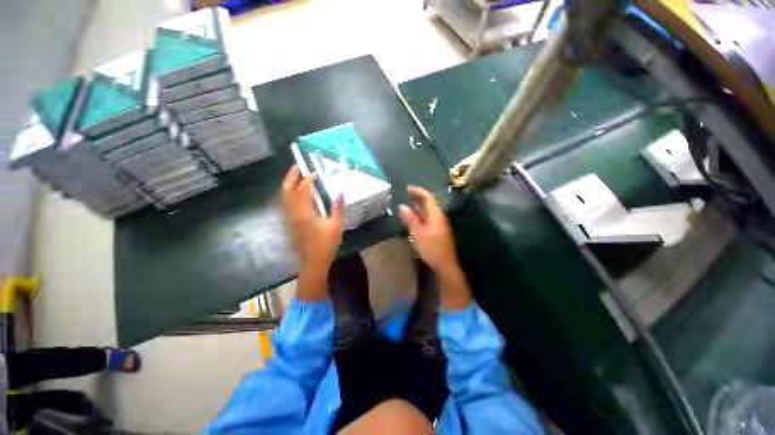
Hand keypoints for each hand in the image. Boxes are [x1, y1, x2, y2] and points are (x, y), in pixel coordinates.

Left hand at [282, 165, 343, 299]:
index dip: (307, 180)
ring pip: (284, 197)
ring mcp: (290, 218)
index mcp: (304, 213)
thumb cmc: (326, 244)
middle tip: (297, 166)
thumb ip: (337, 208)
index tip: (315, 173)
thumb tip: (341, 192)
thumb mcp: (335, 226)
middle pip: (287, 191)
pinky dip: (290, 194)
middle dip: (291, 176)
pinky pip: (287, 203)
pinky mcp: (291, 222)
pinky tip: (298, 193)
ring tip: (297, 175)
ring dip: (289, 184)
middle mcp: (293, 213)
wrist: (313, 262)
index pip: (302, 191)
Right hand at [398, 186, 457, 272]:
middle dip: (418, 198)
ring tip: (407, 205)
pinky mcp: (438, 231)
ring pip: (428, 211)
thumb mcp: (418, 233)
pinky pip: (428, 218)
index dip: (418, 191)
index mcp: (436, 215)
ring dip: (418, 207)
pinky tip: (413, 219)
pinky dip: (420, 215)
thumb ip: (410, 218)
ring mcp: (439, 225)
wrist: (445, 264)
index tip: (407, 188)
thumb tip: (402, 206)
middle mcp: (439, 217)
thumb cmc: (431, 248)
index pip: (428, 197)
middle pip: (429, 203)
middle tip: (405, 195)